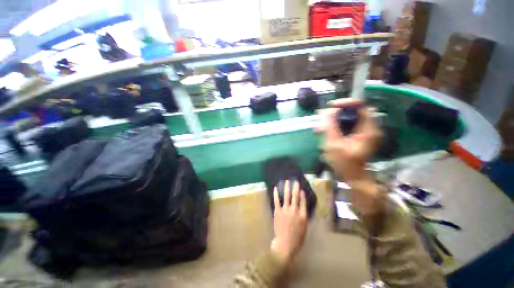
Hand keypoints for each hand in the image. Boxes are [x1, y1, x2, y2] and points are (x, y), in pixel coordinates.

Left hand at [271, 180, 307, 265]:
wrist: (284, 245)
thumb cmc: (296, 239)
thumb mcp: (304, 228)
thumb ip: (303, 217)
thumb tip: (302, 207)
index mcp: (302, 215)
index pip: (303, 201)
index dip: (302, 194)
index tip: (301, 188)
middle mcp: (294, 211)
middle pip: (295, 196)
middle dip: (295, 187)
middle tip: (295, 181)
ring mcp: (285, 210)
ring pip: (286, 196)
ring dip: (286, 188)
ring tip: (287, 181)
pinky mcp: (277, 211)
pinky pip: (277, 200)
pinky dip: (276, 194)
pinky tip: (275, 188)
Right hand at [317, 99, 380, 182]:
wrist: (352, 177)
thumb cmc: (344, 163)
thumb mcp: (334, 144)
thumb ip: (330, 127)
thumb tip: (326, 112)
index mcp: (368, 130)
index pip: (361, 106)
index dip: (346, 103)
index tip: (331, 106)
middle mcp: (369, 128)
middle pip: (355, 111)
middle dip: (338, 112)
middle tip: (324, 116)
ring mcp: (364, 132)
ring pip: (350, 118)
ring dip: (336, 118)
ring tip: (323, 124)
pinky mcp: (358, 135)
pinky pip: (348, 125)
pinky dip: (337, 125)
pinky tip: (327, 130)